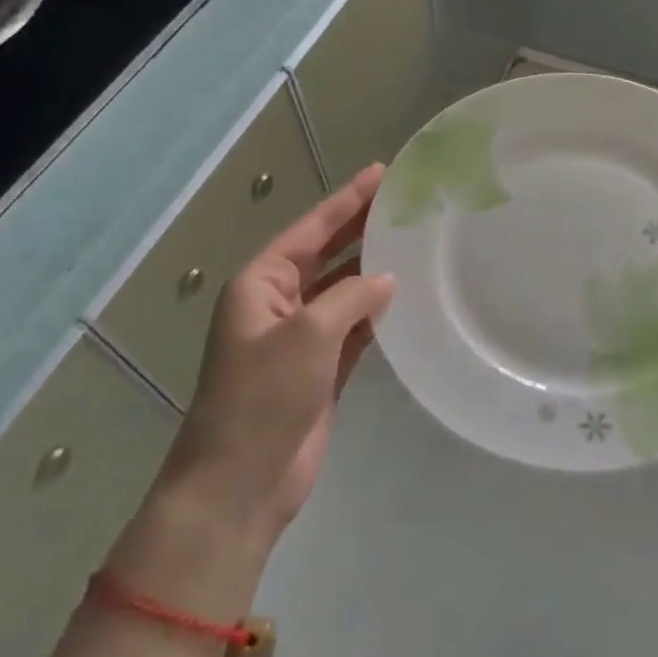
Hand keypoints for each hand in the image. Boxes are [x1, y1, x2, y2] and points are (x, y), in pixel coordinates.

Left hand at [159, 165, 396, 549]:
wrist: (241, 482)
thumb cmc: (263, 397)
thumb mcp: (308, 335)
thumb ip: (352, 297)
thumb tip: (387, 280)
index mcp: (260, 285)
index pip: (311, 230)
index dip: (347, 201)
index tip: (382, 173)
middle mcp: (279, 304)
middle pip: (327, 255)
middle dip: (361, 230)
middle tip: (405, 204)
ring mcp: (301, 339)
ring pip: (343, 292)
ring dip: (374, 272)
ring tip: (416, 245)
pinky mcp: (321, 370)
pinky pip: (354, 329)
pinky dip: (377, 315)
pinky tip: (407, 299)